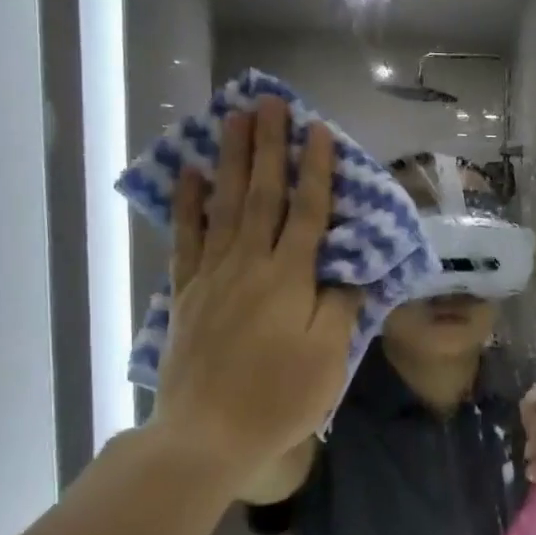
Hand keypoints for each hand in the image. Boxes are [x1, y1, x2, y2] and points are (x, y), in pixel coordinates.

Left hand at [153, 98, 362, 467]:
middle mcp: (250, 264)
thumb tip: (348, 270)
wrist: (207, 433)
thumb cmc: (279, 398)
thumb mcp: (328, 357)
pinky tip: (188, 175)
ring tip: (231, 118)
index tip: (317, 130)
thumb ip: (340, 306)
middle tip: (268, 102)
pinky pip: (187, 238)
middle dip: (268, 147)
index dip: (315, 171)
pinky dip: (188, 204)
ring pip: (223, 205)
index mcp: (290, 278)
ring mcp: (213, 276)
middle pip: (262, 195)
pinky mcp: (187, 293)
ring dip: (229, 159)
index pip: (308, 212)